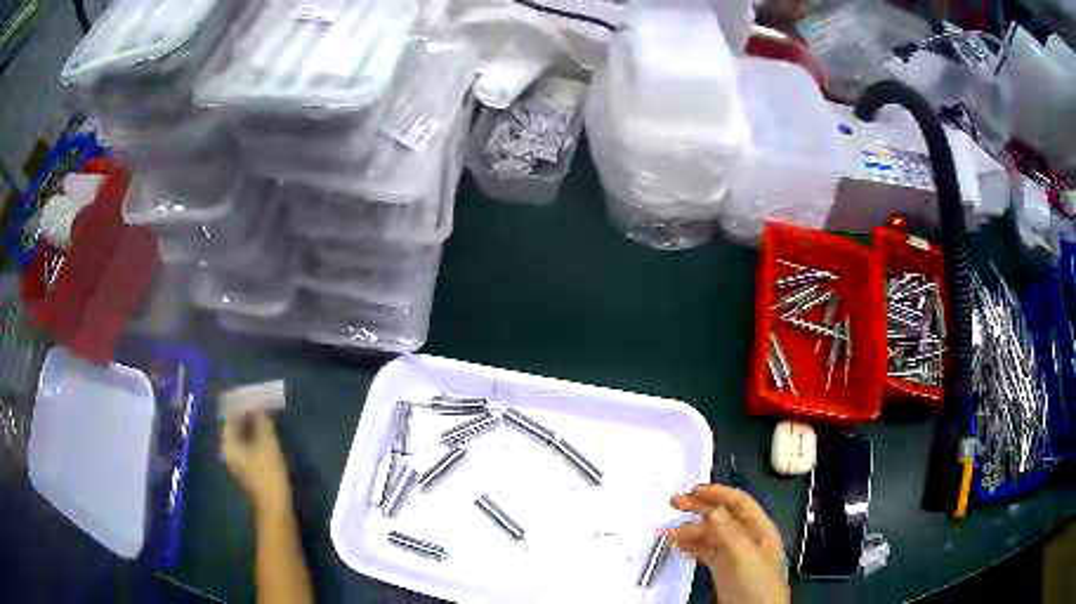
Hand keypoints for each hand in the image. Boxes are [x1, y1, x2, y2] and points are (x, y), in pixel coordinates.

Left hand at [221, 413, 291, 515]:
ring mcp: (237, 462)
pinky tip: (263, 435)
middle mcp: (228, 452)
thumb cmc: (268, 471)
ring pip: (240, 437)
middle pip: (233, 427)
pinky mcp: (246, 469)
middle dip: (244, 416)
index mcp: (229, 444)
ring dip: (249, 426)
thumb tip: (259, 409)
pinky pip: (246, 446)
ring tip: (262, 417)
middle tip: (257, 405)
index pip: (230, 418)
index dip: (239, 405)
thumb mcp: (267, 443)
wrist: (275, 503)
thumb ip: (262, 423)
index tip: (250, 396)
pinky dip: (252, 437)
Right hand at [668, 484, 788, 603]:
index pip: (739, 503)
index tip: (694, 490)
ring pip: (711, 534)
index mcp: (759, 529)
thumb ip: (731, 533)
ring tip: (670, 531)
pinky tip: (678, 543)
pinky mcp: (722, 568)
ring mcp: (733, 554)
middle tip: (675, 503)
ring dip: (691, 529)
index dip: (718, 494)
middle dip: (700, 507)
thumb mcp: (746, 556)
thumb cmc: (757, 584)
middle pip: (722, 516)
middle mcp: (746, 538)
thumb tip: (713, 510)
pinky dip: (691, 545)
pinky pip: (705, 550)